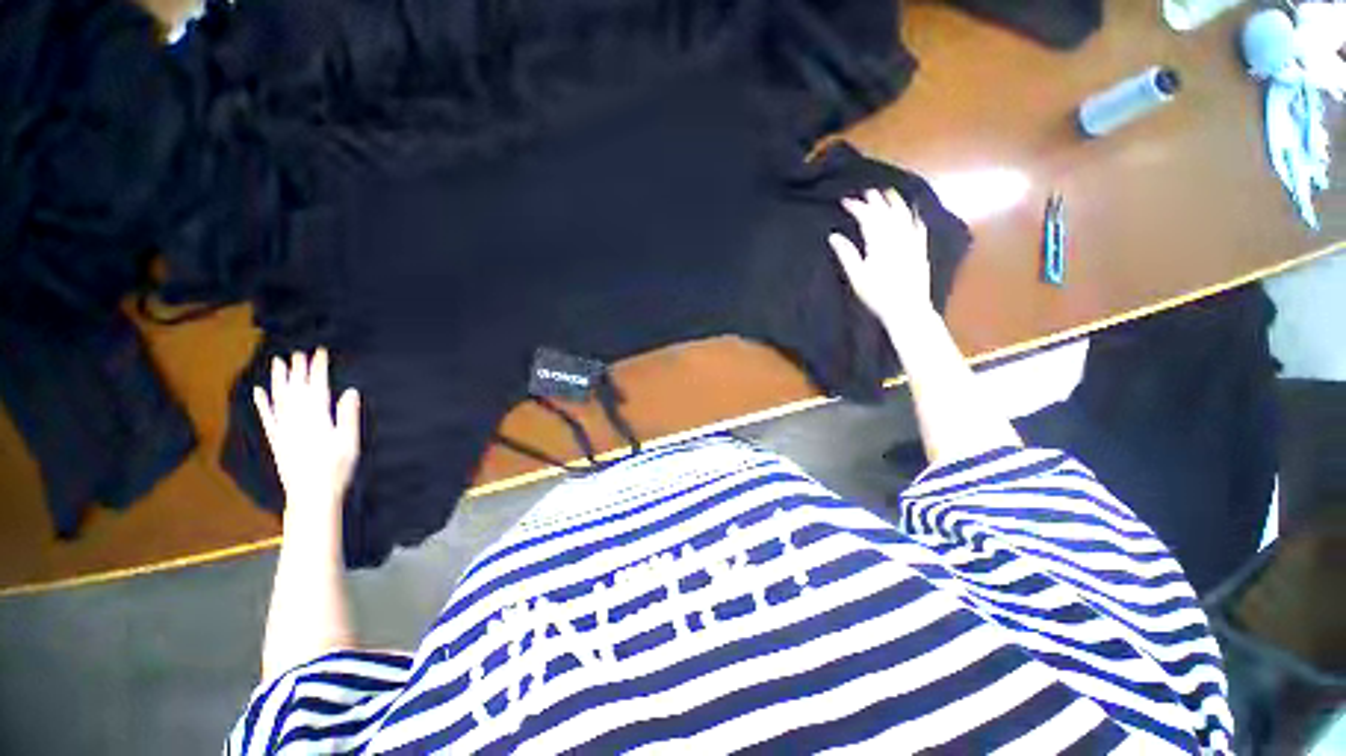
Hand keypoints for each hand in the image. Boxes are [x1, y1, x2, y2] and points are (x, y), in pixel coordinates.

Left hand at [253, 348, 360, 518]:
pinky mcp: (276, 439)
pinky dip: (262, 402)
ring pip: (279, 398)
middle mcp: (296, 419)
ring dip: (279, 379)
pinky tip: (259, 391)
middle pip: (296, 388)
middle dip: (298, 369)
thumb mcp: (349, 442)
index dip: (318, 368)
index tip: (320, 352)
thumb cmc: (336, 468)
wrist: (311, 494)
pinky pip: (267, 416)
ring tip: (278, 362)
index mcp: (317, 417)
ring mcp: (283, 428)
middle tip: (299, 352)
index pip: (316, 386)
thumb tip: (350, 391)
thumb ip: (348, 415)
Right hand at [828, 188, 932, 325]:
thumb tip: (834, 236)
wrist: (907, 309)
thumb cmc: (877, 295)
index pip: (867, 217)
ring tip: (889, 193)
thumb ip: (846, 254)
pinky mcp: (921, 249)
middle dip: (875, 200)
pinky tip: (913, 212)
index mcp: (879, 242)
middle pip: (886, 212)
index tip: (845, 201)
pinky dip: (914, 216)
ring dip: (895, 202)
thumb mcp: (857, 277)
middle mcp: (897, 236)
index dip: (857, 207)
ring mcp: (912, 242)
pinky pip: (918, 227)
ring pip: (904, 215)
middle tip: (867, 192)